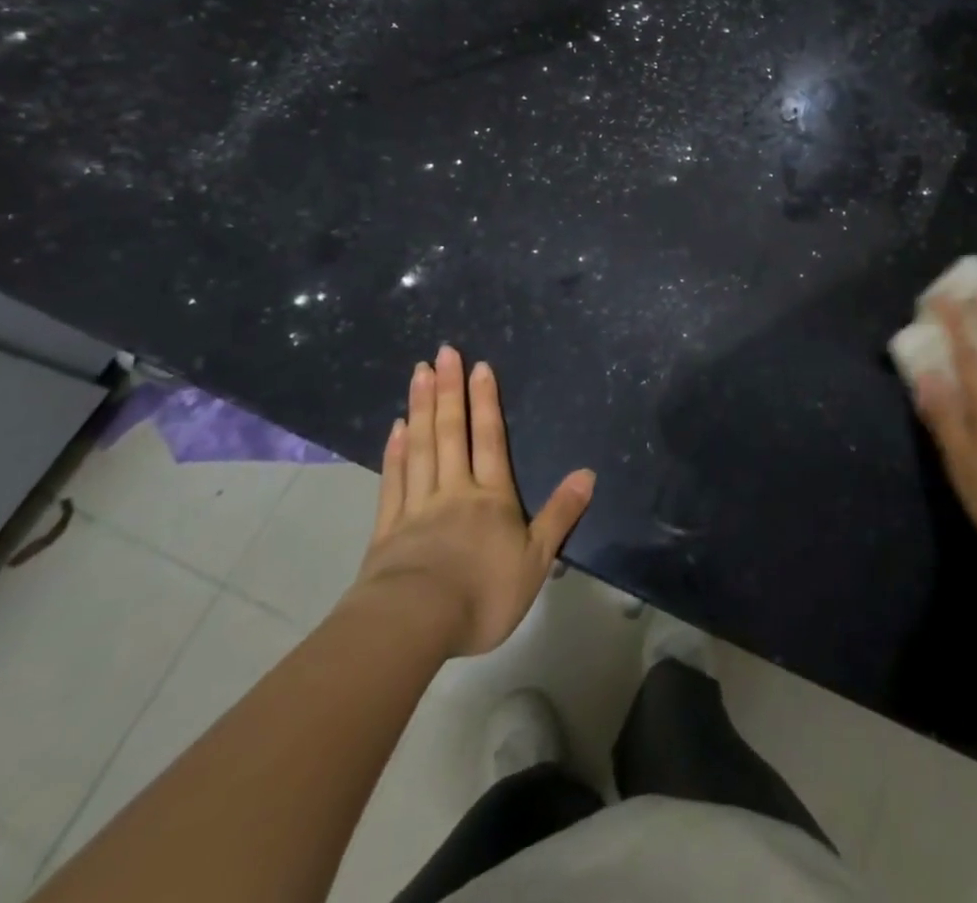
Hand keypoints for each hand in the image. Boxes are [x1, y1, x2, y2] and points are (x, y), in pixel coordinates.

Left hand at [347, 345, 594, 656]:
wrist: (415, 624)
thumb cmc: (483, 594)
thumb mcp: (536, 560)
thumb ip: (560, 515)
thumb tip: (588, 473)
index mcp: (491, 497)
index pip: (490, 440)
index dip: (485, 402)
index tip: (479, 367)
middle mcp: (454, 490)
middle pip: (451, 432)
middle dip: (450, 390)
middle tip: (444, 352)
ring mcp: (417, 506)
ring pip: (421, 447)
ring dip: (422, 407)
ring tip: (420, 373)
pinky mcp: (388, 528)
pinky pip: (394, 480)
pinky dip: (395, 451)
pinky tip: (397, 427)